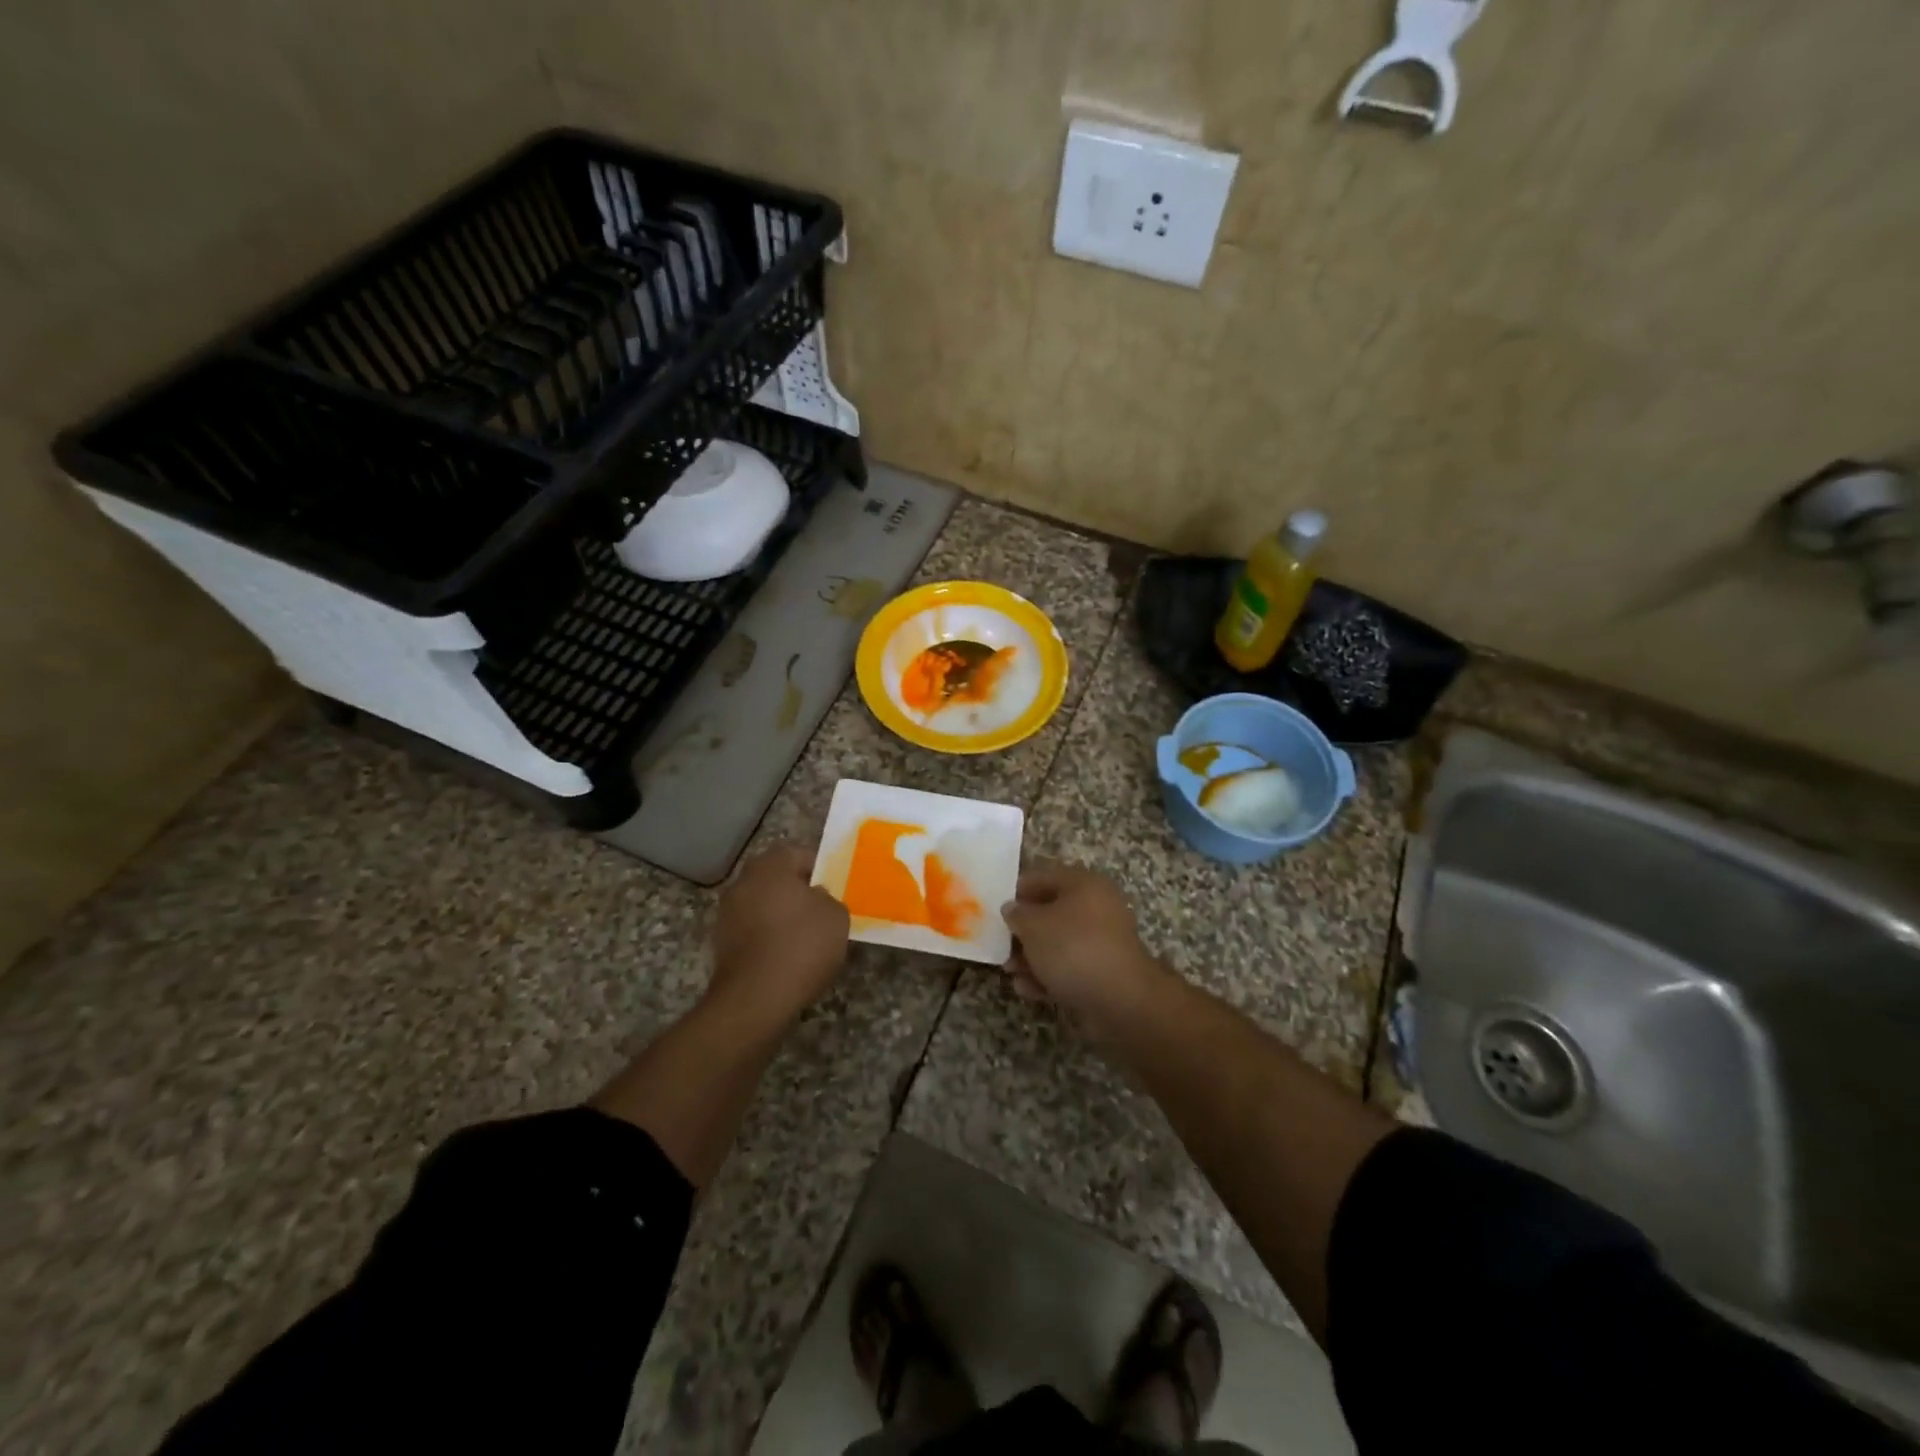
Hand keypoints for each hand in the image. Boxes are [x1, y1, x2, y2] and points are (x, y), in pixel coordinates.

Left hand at [709, 844, 850, 1027]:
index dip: (819, 867)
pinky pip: (752, 928)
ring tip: (805, 936)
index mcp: (771, 866)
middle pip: (776, 877)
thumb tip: (816, 898)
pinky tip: (786, 955)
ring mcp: (727, 912)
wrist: (756, 998)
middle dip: (797, 890)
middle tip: (821, 909)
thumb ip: (829, 898)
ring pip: (762, 902)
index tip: (835, 887)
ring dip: (780, 913)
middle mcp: (743, 881)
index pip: (798, 853)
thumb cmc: (802, 946)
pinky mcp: (721, 942)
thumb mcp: (836, 916)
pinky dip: (767, 936)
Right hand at [1001, 863, 1169, 1034]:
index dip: (1016, 891)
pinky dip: (1048, 976)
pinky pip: (1069, 967)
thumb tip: (1012, 908)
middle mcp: (1096, 907)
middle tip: (1000, 944)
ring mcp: (1102, 941)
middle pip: (1050, 912)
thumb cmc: (1072, 948)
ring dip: (1031, 957)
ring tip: (1010, 972)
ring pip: (1058, 943)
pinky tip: (1028, 989)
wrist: (1121, 999)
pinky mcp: (1103, 972)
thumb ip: (1017, 914)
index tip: (995, 908)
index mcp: (1083, 884)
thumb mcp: (1033, 926)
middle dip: (1023, 931)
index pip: (1043, 877)